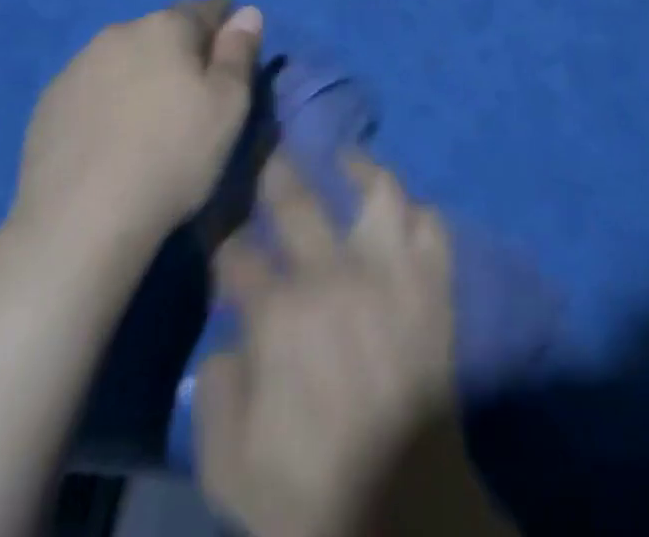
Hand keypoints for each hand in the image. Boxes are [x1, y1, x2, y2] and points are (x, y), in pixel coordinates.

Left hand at [9, 0, 260, 263]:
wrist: (79, 222)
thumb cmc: (173, 156)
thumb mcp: (229, 105)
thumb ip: (239, 51)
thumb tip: (247, 11)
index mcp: (166, 25)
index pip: (207, 9)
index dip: (226, 31)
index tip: (232, 65)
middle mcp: (118, 32)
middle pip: (163, 31)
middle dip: (181, 52)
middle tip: (193, 99)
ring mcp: (76, 67)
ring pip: (124, 58)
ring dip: (141, 74)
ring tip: (149, 122)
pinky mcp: (47, 104)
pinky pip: (92, 89)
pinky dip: (107, 101)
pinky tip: (111, 141)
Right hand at [195, 153, 515, 536]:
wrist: (403, 512)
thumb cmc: (309, 494)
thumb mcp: (228, 466)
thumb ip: (215, 393)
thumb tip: (231, 342)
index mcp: (279, 314)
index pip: (237, 253)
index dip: (221, 238)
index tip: (218, 226)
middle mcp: (334, 275)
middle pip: (297, 201)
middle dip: (276, 170)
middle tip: (269, 149)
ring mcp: (391, 274)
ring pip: (379, 192)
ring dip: (360, 168)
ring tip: (346, 158)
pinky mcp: (433, 286)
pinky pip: (432, 227)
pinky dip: (418, 212)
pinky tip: (402, 210)